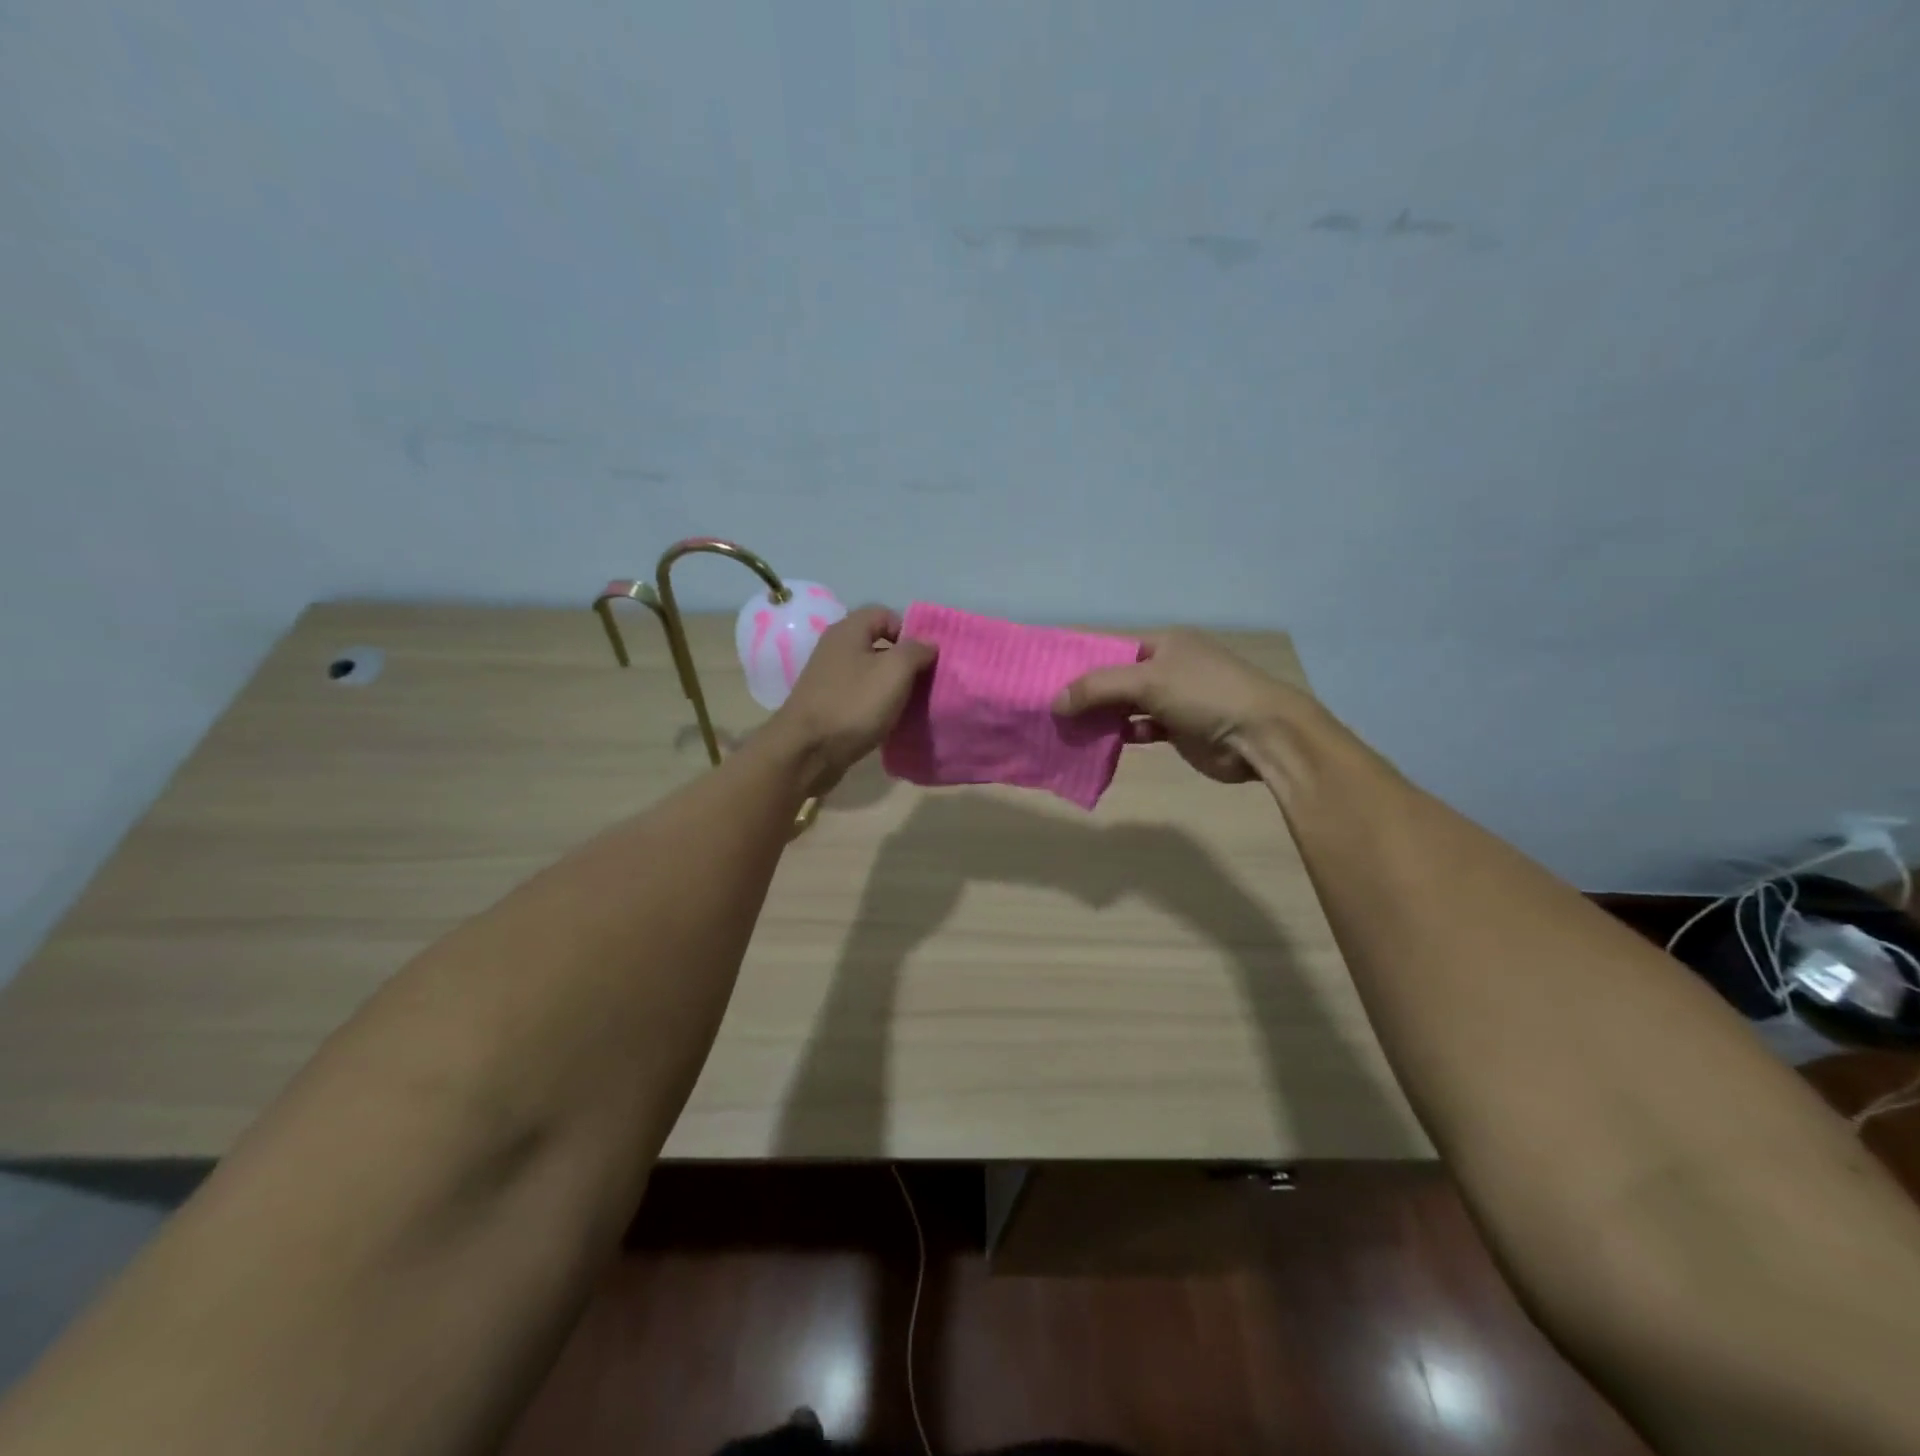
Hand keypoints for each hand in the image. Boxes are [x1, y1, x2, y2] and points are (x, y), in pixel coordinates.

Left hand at [770, 606, 936, 795]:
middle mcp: (835, 648)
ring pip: (870, 672)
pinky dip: (876, 704)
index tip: (927, 657)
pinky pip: (860, 695)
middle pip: (878, 644)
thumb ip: (916, 651)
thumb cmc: (853, 704)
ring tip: (912, 703)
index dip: (910, 631)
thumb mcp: (894, 671)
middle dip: (904, 661)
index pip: (886, 614)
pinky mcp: (828, 704)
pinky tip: (889, 719)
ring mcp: (829, 678)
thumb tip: (928, 644)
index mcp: (848, 631)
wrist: (807, 751)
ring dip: (892, 686)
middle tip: (926, 682)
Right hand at [1052, 630, 1299, 783]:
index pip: (1113, 646)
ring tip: (1066, 727)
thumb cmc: (1205, 694)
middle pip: (1118, 678)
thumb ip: (1098, 688)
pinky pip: (1141, 729)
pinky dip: (1122, 735)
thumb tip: (1055, 702)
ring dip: (1102, 717)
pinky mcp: (1179, 730)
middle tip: (1049, 707)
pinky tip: (1100, 743)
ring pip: (1127, 706)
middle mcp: (1169, 667)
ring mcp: (1175, 699)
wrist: (1259, 735)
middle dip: (1087, 693)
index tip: (1048, 675)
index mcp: (1165, 643)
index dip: (1082, 661)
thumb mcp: (1148, 681)